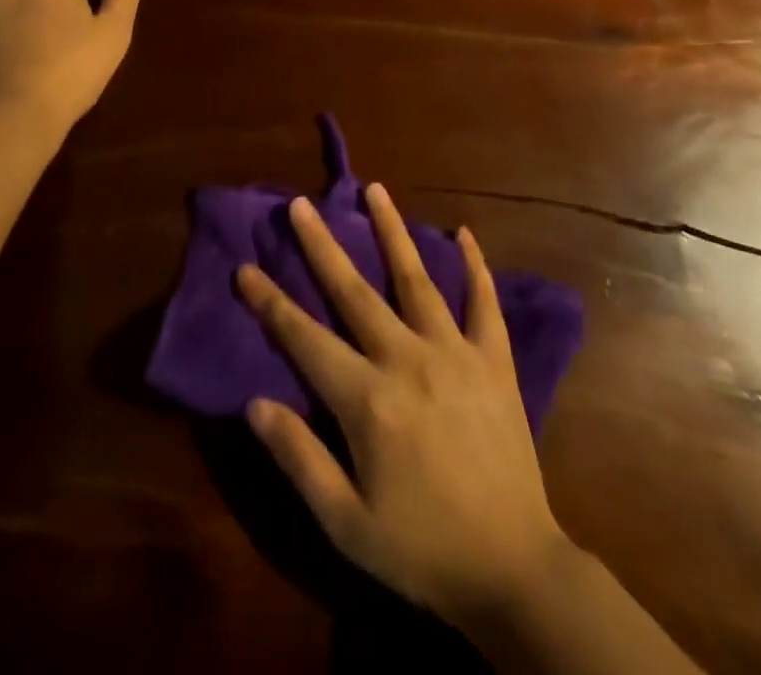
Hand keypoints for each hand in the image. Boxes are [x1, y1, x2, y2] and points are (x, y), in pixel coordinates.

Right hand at [237, 185, 571, 631]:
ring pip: (417, 279)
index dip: (271, 303)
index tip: (244, 267)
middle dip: (322, 245)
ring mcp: (455, 354)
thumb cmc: (422, 549)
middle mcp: (408, 359)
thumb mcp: (347, 523)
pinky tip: (465, 233)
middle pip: (354, 291)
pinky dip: (475, 266)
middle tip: (301, 203)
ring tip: (375, 189)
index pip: (305, 338)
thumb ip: (299, 458)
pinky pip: (484, 303)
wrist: (515, 571)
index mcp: (368, 399)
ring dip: (393, 231)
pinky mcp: (495, 362)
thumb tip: (254, 403)